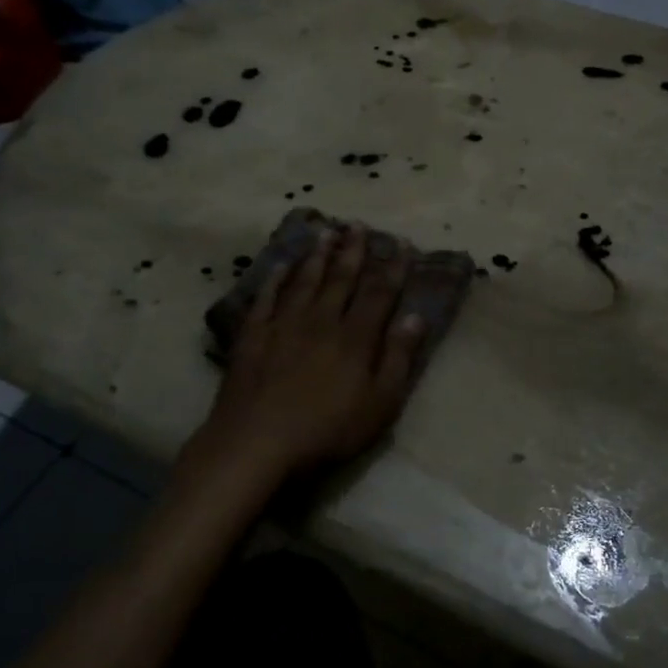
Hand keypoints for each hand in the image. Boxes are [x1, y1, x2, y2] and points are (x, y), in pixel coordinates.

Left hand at [189, 225, 426, 483]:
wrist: (256, 443)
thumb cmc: (326, 431)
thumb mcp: (379, 405)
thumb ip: (398, 358)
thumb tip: (414, 316)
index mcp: (355, 338)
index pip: (379, 293)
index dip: (392, 267)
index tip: (401, 243)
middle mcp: (321, 320)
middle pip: (340, 278)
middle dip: (353, 250)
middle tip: (358, 224)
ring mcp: (283, 325)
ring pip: (304, 280)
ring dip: (317, 255)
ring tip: (326, 231)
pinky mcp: (253, 336)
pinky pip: (266, 297)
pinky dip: (276, 278)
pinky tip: (282, 264)